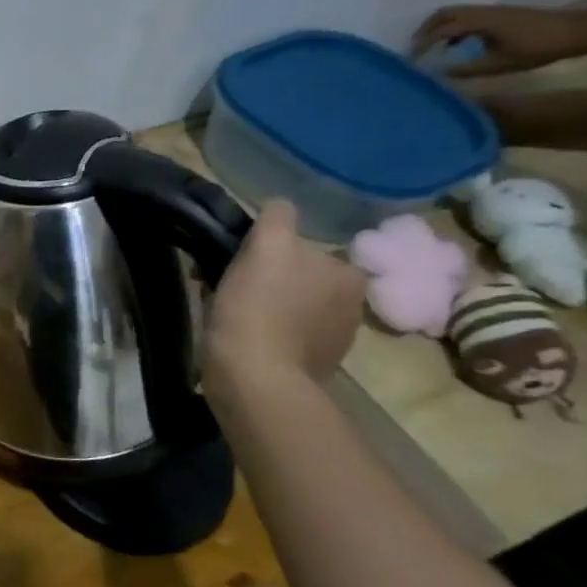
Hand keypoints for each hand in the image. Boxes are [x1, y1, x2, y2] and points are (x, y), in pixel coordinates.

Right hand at [203, 200, 365, 393]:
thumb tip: (279, 206)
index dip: (273, 251)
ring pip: (293, 308)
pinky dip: (268, 336)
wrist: (254, 380)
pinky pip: (286, 338)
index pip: (306, 246)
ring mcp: (334, 341)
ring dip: (268, 308)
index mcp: (349, 274)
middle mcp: (353, 305)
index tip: (246, 263)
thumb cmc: (259, 309)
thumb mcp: (267, 247)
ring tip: (234, 317)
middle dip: (272, 280)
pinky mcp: (311, 368)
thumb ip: (278, 218)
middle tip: (234, 288)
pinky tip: (245, 341)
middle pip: (301, 277)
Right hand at [410, 3, 586, 76]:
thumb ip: (465, 69)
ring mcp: (492, 11)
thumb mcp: (500, 64)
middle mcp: (482, 12)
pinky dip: (452, 28)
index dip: (421, 45)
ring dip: (438, 28)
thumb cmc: (540, 48)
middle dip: (424, 31)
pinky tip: (456, 45)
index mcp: (480, 22)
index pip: (440, 31)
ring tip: (431, 48)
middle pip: (443, 14)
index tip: (410, 61)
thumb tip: (437, 74)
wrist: (579, 31)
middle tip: (415, 50)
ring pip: (454, 14)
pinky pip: (466, 16)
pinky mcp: (500, 14)